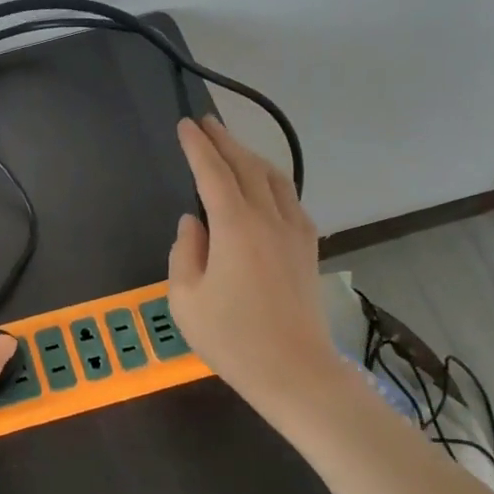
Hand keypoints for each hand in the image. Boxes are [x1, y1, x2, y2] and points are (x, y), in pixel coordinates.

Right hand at [167, 117, 343, 414]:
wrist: (294, 371)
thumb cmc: (231, 338)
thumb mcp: (185, 299)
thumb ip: (185, 252)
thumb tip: (194, 223)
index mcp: (235, 227)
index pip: (212, 173)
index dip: (197, 147)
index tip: (185, 125)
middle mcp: (269, 218)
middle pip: (246, 167)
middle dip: (224, 141)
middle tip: (207, 122)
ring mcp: (294, 232)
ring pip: (274, 178)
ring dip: (251, 157)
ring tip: (233, 147)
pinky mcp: (308, 248)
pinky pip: (290, 200)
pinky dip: (272, 182)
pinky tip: (265, 188)